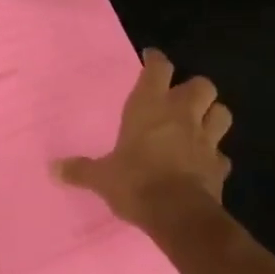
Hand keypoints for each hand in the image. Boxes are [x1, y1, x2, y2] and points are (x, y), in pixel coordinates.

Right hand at [55, 49, 232, 230]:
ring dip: (212, 115)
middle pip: (202, 85)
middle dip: (194, 88)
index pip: (158, 69)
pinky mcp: (219, 166)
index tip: (151, 58)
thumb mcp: (101, 177)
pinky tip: (204, 162)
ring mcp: (205, 140)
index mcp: (149, 107)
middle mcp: (181, 115)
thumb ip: (80, 169)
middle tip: (179, 98)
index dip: (156, 60)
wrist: (179, 215)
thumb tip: (53, 169)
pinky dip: (214, 156)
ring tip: (199, 123)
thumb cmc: (136, 182)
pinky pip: (221, 155)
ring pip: (221, 113)